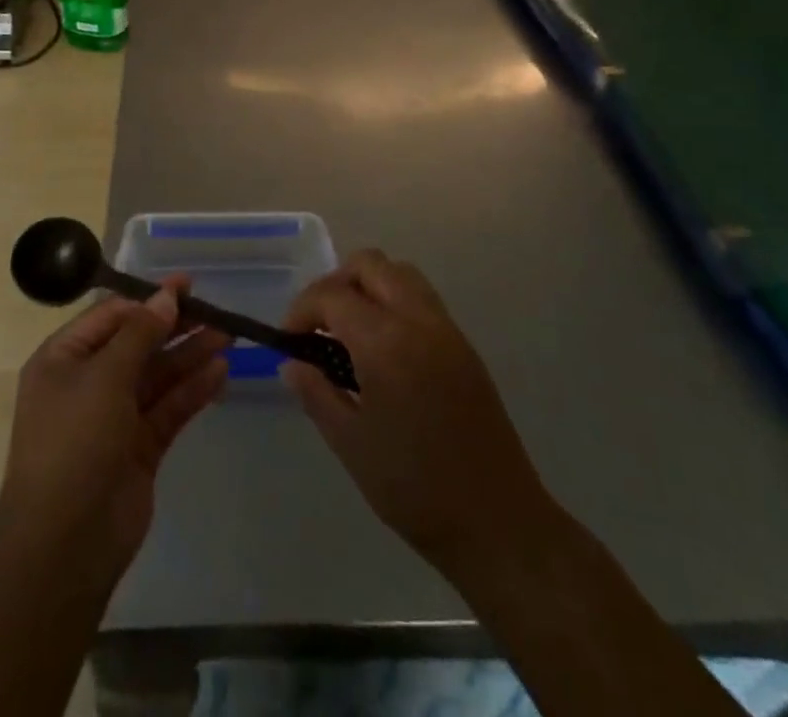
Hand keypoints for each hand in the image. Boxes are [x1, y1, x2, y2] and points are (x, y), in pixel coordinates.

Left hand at [0, 279, 229, 582]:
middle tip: (215, 310)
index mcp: (63, 359)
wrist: (64, 543)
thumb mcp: (104, 376)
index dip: (148, 300)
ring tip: (228, 336)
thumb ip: (140, 333)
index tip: (186, 287)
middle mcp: (87, 383)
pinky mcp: (139, 448)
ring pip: (157, 376)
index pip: (110, 316)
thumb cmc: (75, 442)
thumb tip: (166, 296)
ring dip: (189, 355)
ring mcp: (113, 418)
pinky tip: (220, 372)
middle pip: (137, 344)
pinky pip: (168, 408)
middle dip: (174, 327)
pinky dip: (192, 390)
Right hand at [282, 251, 550, 569]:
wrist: (498, 522)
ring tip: (349, 332)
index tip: (289, 340)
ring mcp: (446, 329)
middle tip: (319, 326)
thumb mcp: (351, 444)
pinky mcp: (464, 346)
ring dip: (367, 286)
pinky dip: (393, 302)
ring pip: (399, 273)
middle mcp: (418, 320)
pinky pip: (421, 299)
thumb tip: (293, 363)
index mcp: (386, 341)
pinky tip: (382, 349)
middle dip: (335, 284)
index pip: (333, 294)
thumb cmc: (415, 488)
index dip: (302, 309)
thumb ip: (317, 393)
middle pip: (369, 264)